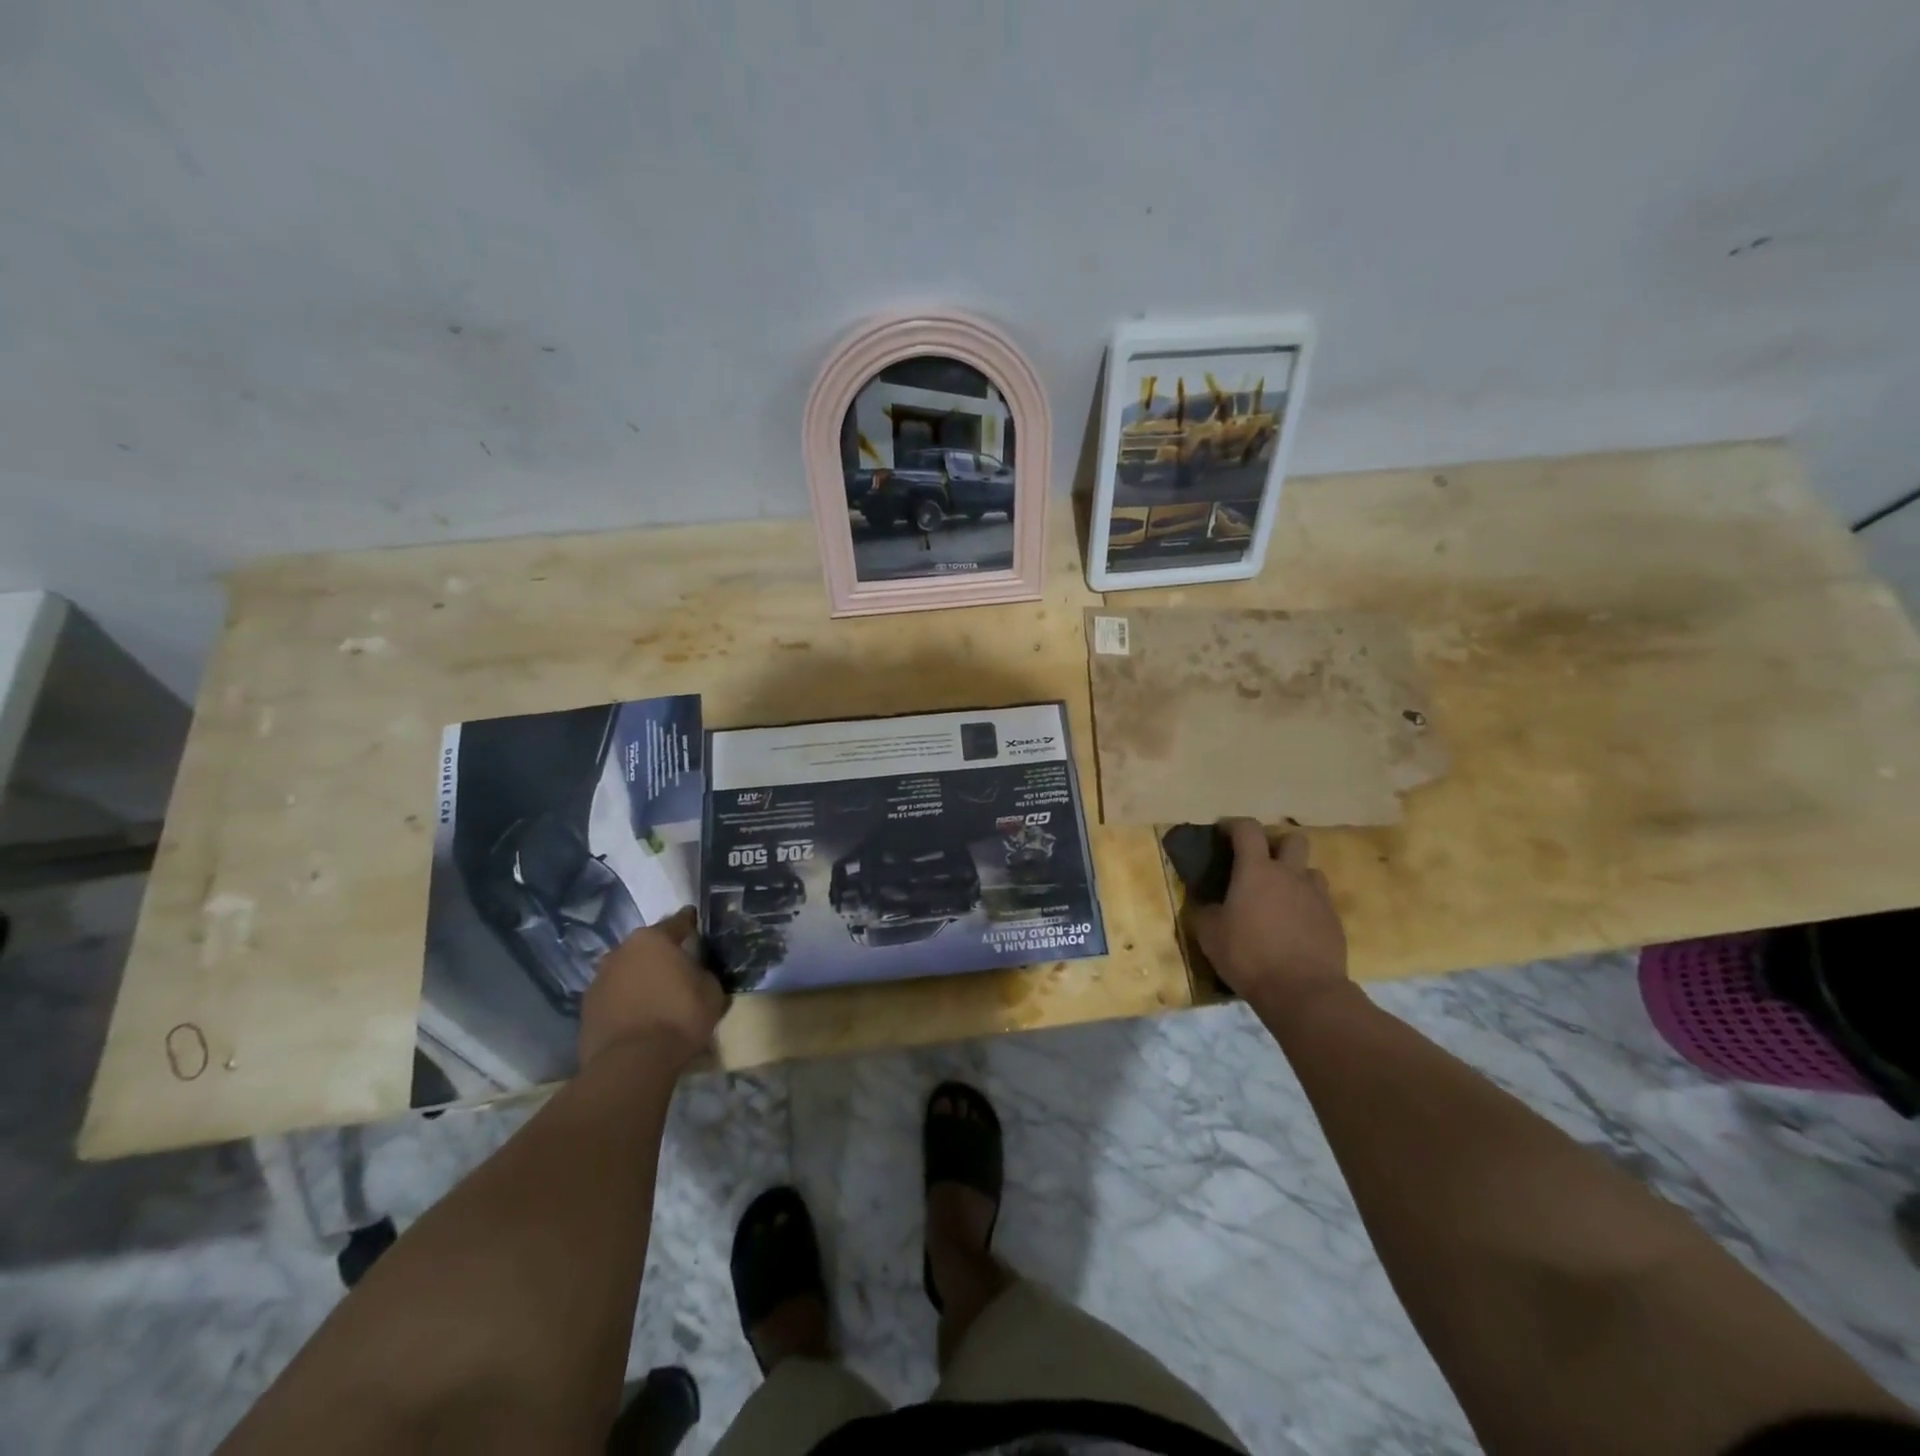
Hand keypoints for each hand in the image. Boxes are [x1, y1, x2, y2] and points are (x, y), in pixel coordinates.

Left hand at [580, 907, 727, 1073]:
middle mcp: (621, 951)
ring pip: (626, 971)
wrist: (632, 1063)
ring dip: (639, 978)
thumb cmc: (679, 1017)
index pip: (678, 922)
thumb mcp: (711, 991)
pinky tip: (638, 1017)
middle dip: (661, 955)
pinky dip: (626, 1001)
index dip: (690, 923)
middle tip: (677, 968)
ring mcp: (599, 980)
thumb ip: (703, 973)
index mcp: (653, 939)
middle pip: (647, 947)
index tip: (697, 923)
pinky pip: (614, 997)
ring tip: (656, 996)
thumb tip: (696, 973)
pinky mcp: (586, 1009)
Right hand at [1187, 819, 1349, 1016]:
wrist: (1303, 992)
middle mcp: (1290, 875)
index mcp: (1256, 870)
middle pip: (1292, 839)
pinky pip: (1321, 902)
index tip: (1223, 833)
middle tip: (1260, 864)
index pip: (1247, 829)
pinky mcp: (1334, 921)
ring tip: (1281, 898)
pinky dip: (1307, 906)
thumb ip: (1204, 911)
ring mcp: (1317, 897)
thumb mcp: (1209, 934)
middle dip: (1276, 845)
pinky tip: (1295, 927)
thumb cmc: (1249, 956)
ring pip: (1310, 871)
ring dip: (1295, 877)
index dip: (1234, 825)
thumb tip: (1205, 903)